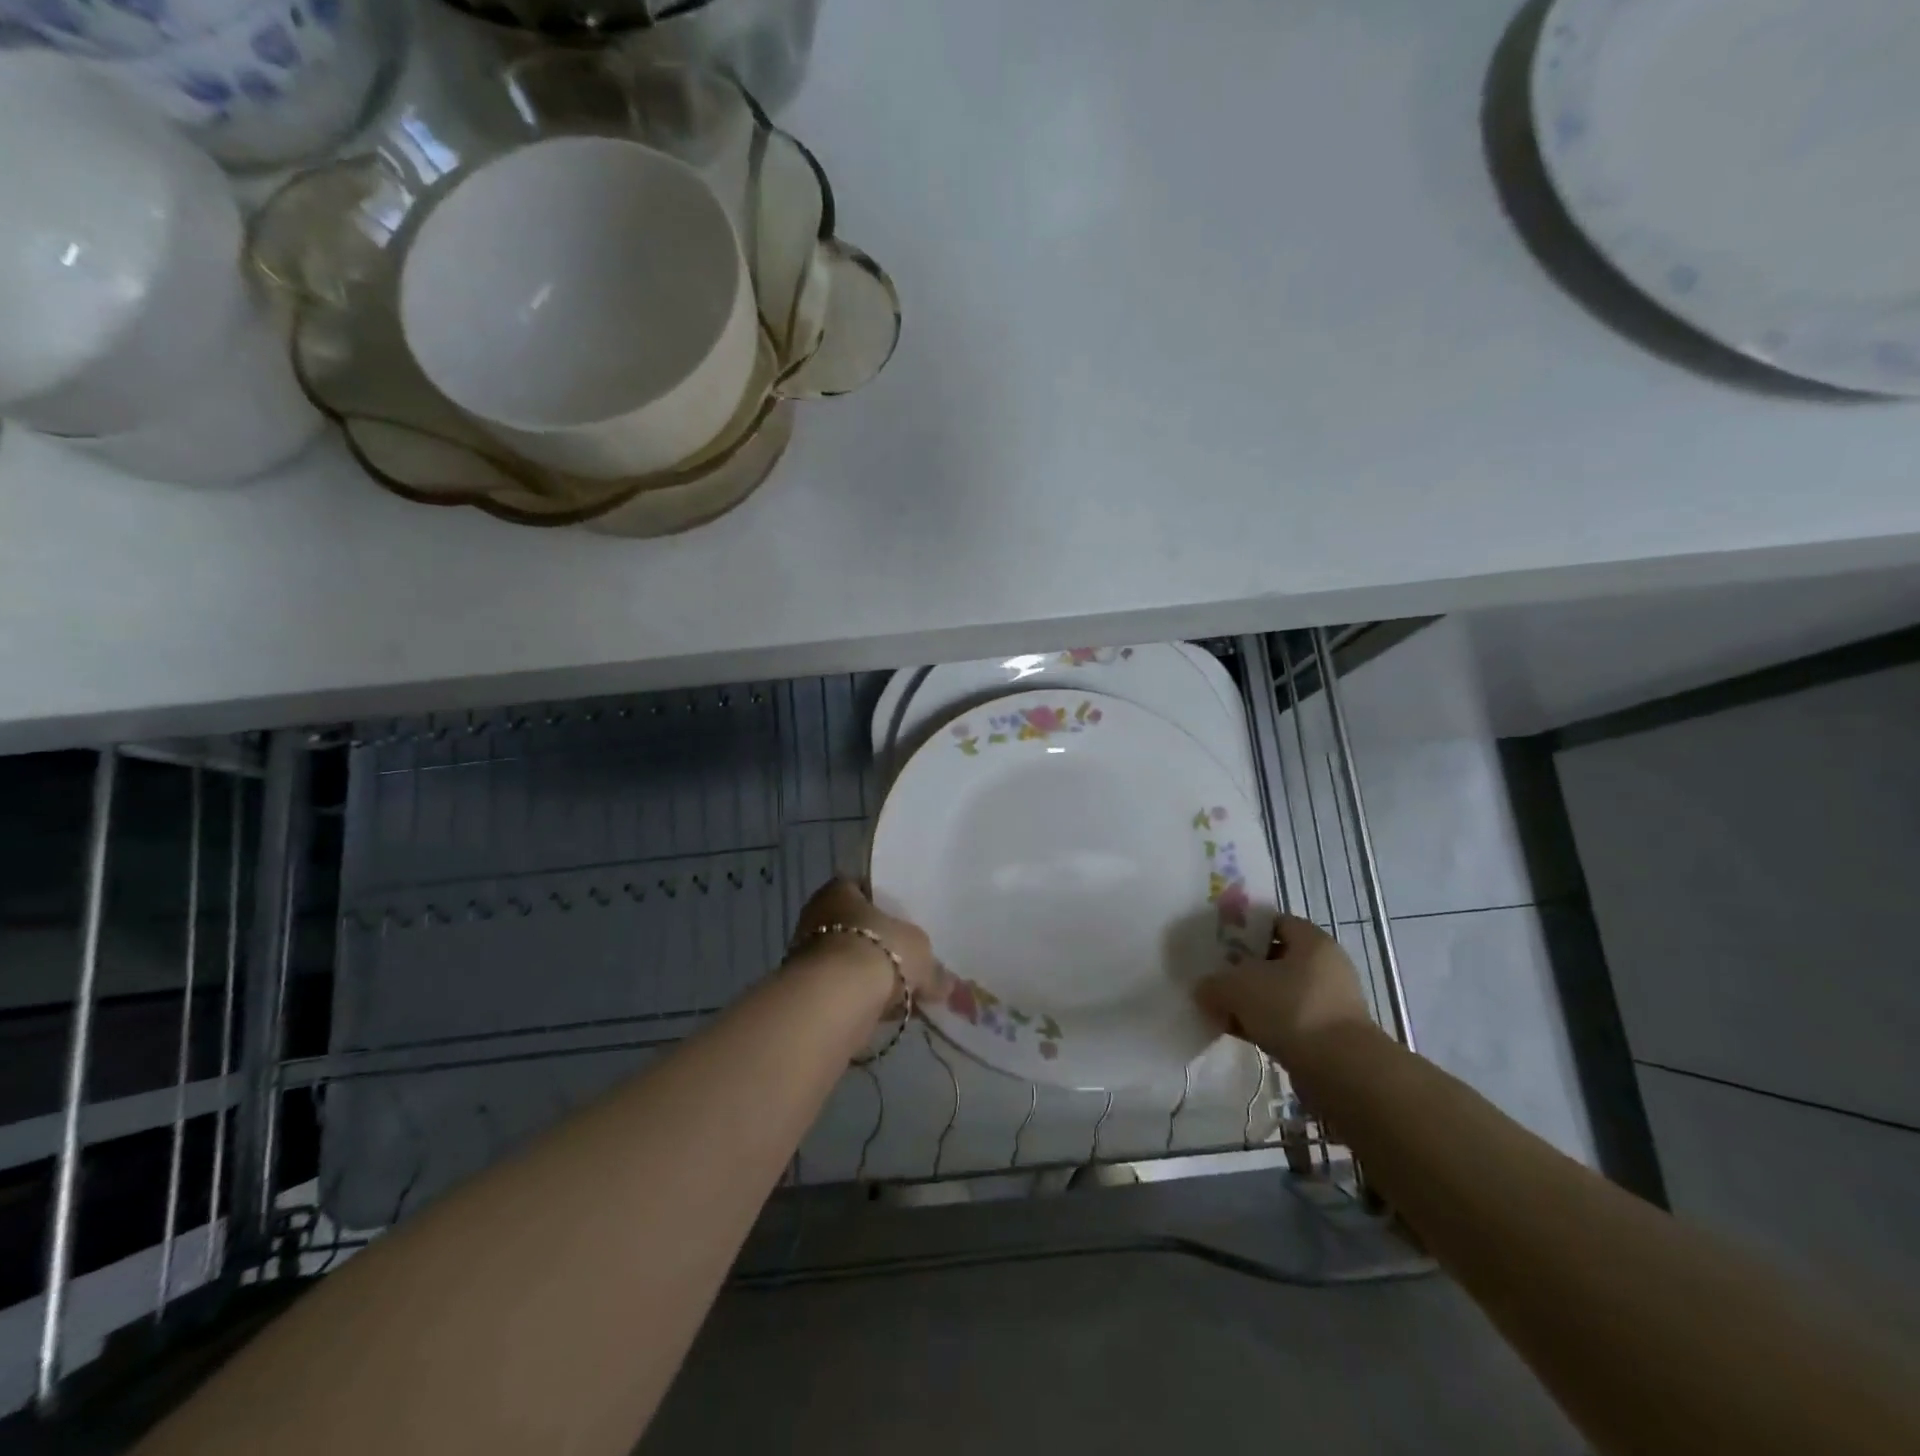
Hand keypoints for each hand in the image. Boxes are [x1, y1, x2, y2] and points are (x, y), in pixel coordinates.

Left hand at [788, 878, 940, 1003]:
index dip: (883, 904)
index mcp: (840, 890)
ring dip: (866, 975)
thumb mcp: (920, 952)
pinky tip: (881, 1012)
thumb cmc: (879, 949)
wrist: (837, 999)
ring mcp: (807, 954)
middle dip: (876, 944)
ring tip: (897, 992)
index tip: (902, 920)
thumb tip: (947, 985)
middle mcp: (817, 915)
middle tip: (904, 959)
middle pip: (853, 926)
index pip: (861, 888)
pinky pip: (841, 990)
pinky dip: (858, 999)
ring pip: (846, 961)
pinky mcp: (808, 990)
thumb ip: (934, 968)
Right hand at [1195, 913, 1376, 1068]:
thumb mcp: (1238, 987)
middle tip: (1214, 975)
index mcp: (1311, 941)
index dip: (1244, 928)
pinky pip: (1285, 1021)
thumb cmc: (1292, 1009)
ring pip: (1278, 993)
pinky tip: (1235, 1032)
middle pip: (1275, 959)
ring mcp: (1328, 1003)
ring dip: (1250, 1000)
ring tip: (1219, 1007)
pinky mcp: (1326, 1036)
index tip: (1217, 941)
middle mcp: (1325, 966)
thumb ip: (1214, 983)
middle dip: (1243, 968)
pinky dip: (1262, 1024)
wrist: (1342, 1071)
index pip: (1273, 922)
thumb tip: (1203, 989)